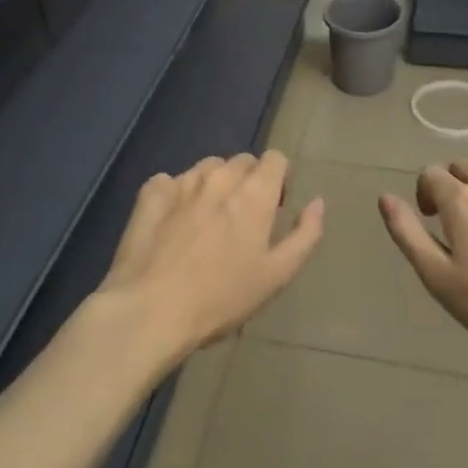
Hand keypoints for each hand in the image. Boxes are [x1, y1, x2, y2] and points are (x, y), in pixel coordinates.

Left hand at [97, 151, 323, 360]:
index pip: (275, 158)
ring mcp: (182, 182)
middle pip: (242, 162)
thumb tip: (317, 202)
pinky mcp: (151, 193)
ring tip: (207, 221)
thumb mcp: (277, 275)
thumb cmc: (222, 298)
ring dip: (214, 184)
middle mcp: (220, 177)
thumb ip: (304, 234)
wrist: (151, 309)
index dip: (278, 179)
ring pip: (207, 168)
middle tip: (241, 220)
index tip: (273, 208)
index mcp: (254, 193)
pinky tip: (172, 223)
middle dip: (248, 181)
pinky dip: (176, 194)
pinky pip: (171, 181)